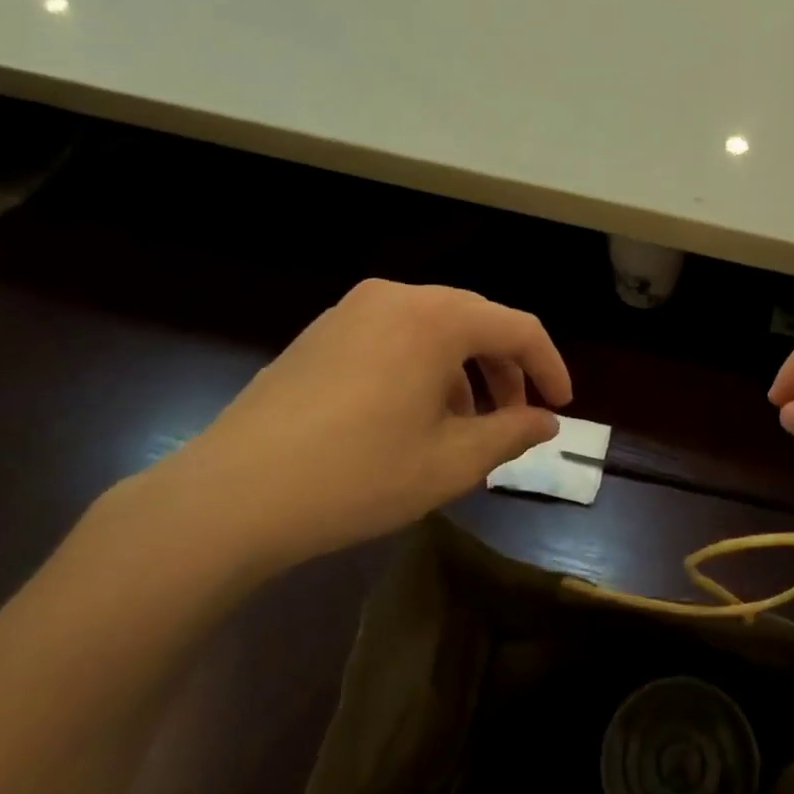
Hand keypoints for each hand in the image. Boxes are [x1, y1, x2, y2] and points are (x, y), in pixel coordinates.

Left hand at [119, 280, 570, 578]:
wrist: (232, 495)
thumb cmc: (359, 476)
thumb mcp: (451, 463)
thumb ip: (511, 433)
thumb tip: (546, 422)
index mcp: (436, 318)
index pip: (518, 328)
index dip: (549, 366)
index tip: (561, 407)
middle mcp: (395, 298)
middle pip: (475, 323)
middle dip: (505, 372)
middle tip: (515, 421)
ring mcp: (350, 312)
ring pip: (432, 332)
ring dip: (462, 374)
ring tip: (463, 429)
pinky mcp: (320, 334)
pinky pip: (393, 340)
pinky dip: (422, 370)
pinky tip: (412, 419)